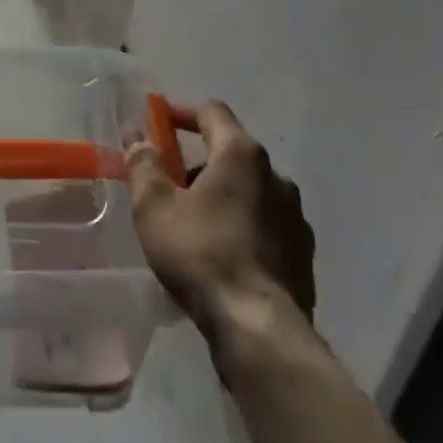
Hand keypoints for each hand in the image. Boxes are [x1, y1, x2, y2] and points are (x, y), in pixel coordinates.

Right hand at [127, 101, 316, 337]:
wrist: (260, 331)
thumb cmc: (202, 254)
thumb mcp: (155, 206)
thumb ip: (143, 164)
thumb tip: (138, 138)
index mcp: (241, 154)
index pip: (212, 112)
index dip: (183, 112)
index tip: (159, 122)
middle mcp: (276, 176)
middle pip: (232, 152)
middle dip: (199, 161)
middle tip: (170, 183)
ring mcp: (296, 217)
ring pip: (251, 190)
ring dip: (223, 195)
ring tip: (194, 224)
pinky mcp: (304, 255)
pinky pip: (266, 225)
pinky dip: (243, 226)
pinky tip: (222, 255)